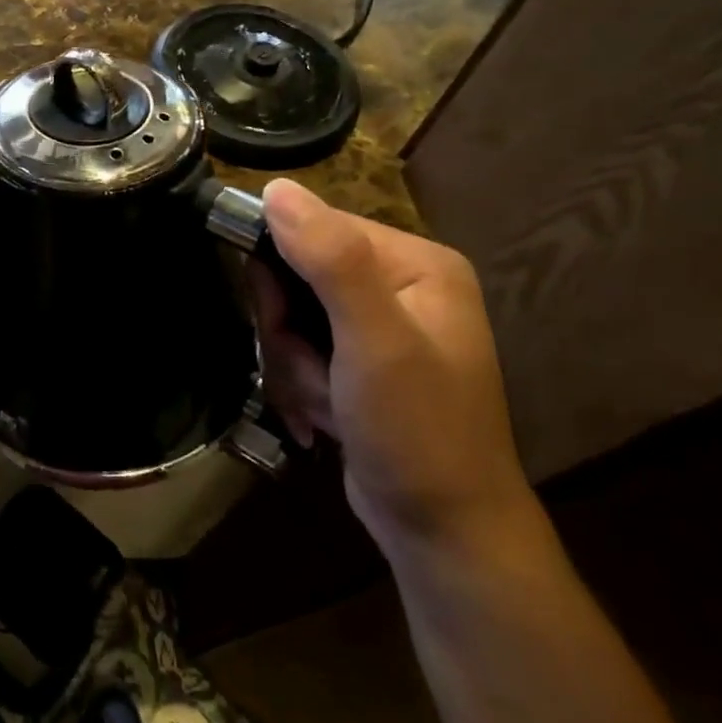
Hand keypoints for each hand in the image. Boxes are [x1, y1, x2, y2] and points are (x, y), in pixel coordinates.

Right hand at [250, 179, 535, 558]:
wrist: (445, 534)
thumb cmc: (417, 432)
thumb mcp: (375, 342)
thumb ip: (330, 260)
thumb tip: (276, 188)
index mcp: (416, 263)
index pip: (314, 226)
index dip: (280, 270)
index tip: (279, 320)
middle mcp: (400, 283)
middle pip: (298, 271)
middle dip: (287, 327)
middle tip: (311, 369)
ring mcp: (381, 324)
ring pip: (292, 314)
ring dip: (292, 361)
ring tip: (323, 400)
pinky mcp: (361, 360)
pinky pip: (303, 346)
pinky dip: (300, 380)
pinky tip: (323, 415)